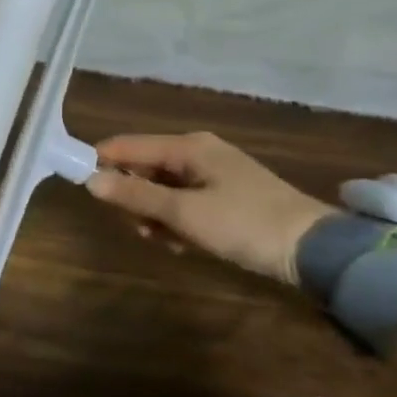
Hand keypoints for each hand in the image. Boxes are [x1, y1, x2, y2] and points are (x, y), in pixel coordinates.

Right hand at [86, 133, 335, 285]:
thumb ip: (135, 196)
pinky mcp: (226, 197)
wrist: (316, 250)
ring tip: (164, 240)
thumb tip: (90, 181)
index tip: (80, 186)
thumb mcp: (184, 213)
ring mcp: (214, 174)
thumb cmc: (244, 223)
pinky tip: (183, 244)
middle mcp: (198, 152)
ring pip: (163, 188)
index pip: (127, 145)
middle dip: (133, 196)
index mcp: (188, 146)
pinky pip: (184, 202)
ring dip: (155, 214)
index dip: (101, 162)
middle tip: (137, 227)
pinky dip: (177, 220)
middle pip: (144, 167)